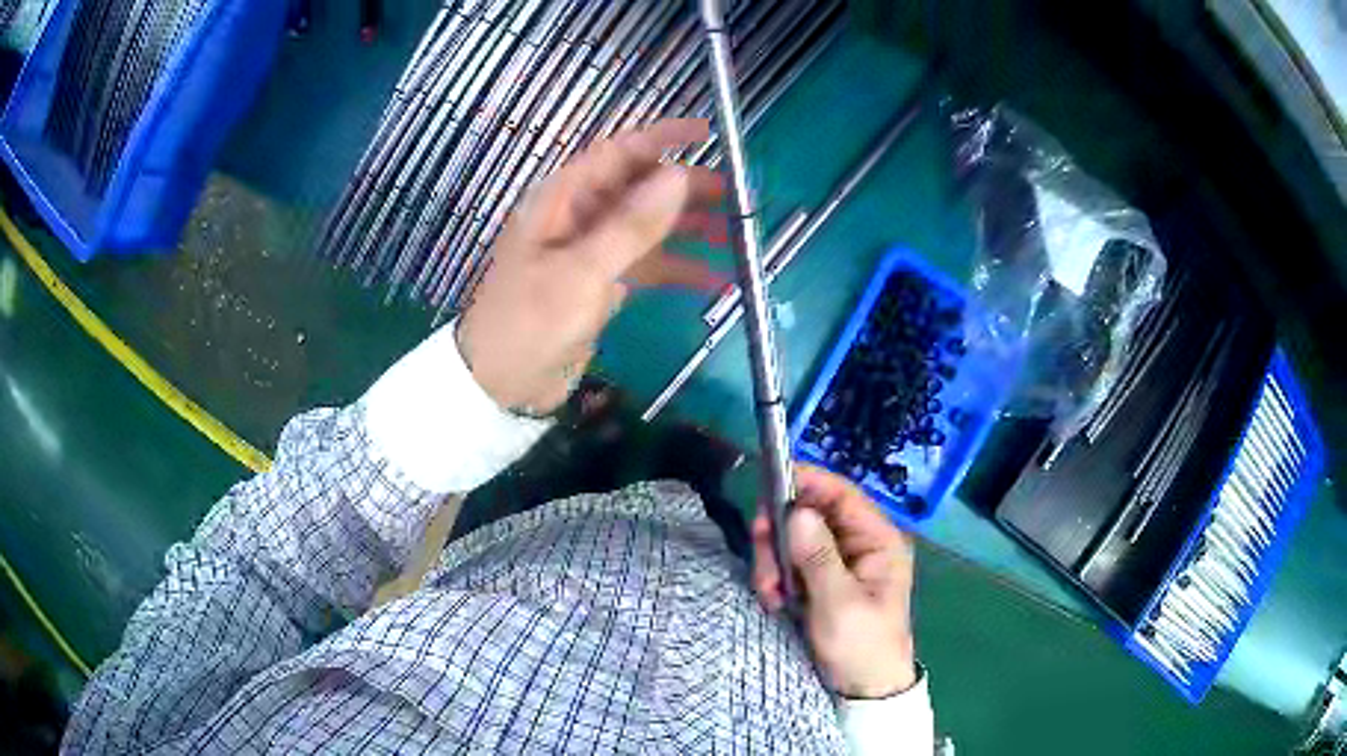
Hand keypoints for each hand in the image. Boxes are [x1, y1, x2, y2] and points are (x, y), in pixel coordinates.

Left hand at [458, 119, 725, 413]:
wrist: (502, 384)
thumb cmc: (530, 321)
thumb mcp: (581, 272)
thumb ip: (631, 224)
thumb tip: (678, 175)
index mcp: (563, 199)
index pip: (618, 153)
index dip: (663, 138)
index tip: (710, 133)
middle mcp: (580, 215)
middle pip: (641, 187)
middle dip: (689, 189)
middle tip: (739, 198)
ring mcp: (592, 250)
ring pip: (650, 226)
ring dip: (691, 229)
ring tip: (737, 238)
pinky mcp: (603, 283)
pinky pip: (648, 265)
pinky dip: (679, 270)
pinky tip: (716, 280)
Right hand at [751, 464, 918, 698]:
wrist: (863, 689)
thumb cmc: (861, 646)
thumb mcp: (840, 604)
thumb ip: (818, 558)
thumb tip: (797, 511)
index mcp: (877, 541)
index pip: (842, 494)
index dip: (807, 483)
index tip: (768, 486)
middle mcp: (859, 544)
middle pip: (810, 515)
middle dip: (780, 537)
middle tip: (763, 566)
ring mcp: (839, 562)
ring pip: (794, 540)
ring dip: (774, 563)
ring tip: (770, 595)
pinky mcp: (821, 581)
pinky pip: (790, 564)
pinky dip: (776, 579)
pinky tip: (775, 602)